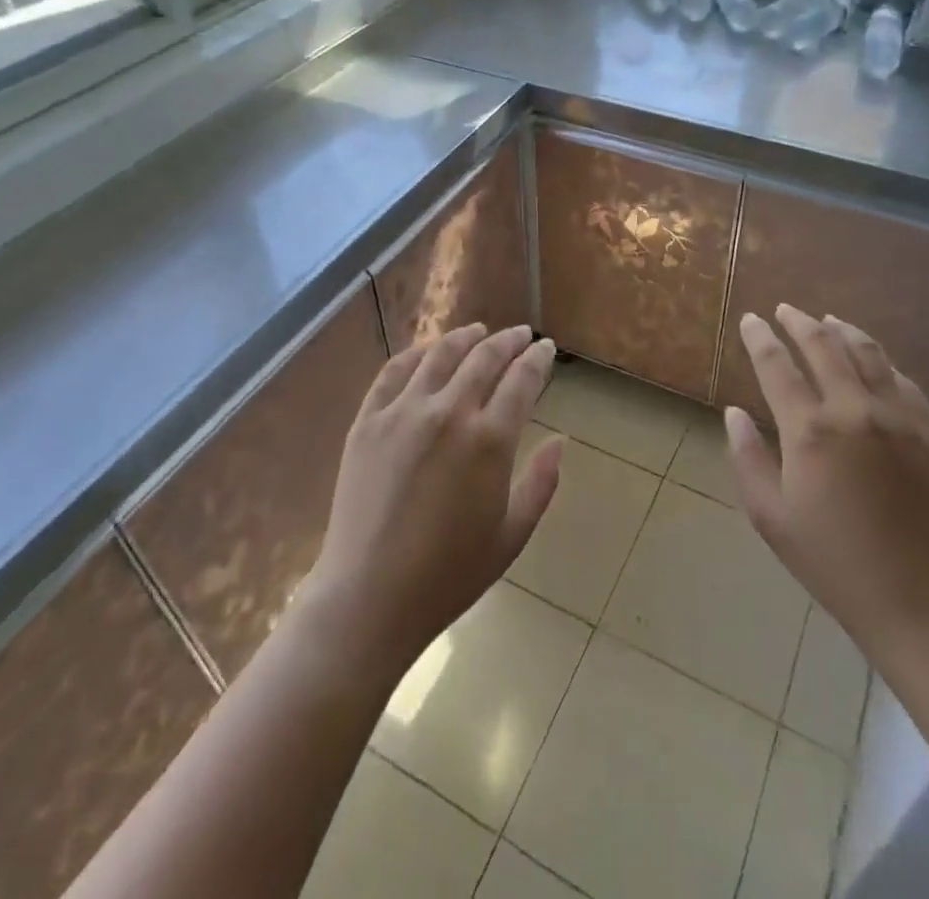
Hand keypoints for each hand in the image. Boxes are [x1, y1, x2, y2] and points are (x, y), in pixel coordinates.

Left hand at [304, 324, 561, 673]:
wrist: (368, 598)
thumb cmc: (449, 575)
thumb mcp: (512, 536)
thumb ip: (542, 483)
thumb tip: (560, 441)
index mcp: (489, 440)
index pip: (522, 380)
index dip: (537, 359)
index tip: (546, 348)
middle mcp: (448, 413)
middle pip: (484, 358)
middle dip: (508, 341)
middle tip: (520, 335)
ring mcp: (402, 413)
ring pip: (440, 354)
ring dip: (465, 337)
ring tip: (478, 330)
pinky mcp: (367, 421)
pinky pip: (393, 372)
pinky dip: (415, 353)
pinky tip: (426, 351)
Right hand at [727, 305, 928, 679]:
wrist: (919, 602)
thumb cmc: (832, 562)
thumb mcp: (770, 517)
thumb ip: (747, 458)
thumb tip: (734, 413)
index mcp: (810, 431)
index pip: (777, 366)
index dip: (759, 338)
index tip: (750, 320)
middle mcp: (855, 411)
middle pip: (824, 346)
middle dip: (799, 322)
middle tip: (784, 311)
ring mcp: (900, 419)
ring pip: (869, 354)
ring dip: (843, 331)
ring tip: (828, 321)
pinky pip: (905, 382)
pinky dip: (882, 363)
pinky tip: (873, 361)